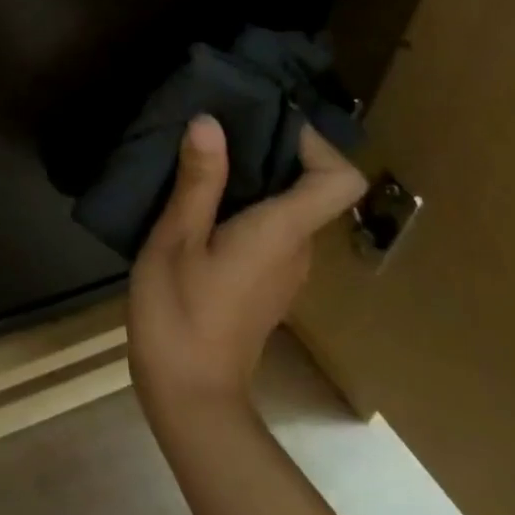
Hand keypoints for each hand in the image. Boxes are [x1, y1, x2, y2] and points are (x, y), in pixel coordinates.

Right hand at [127, 116, 365, 432]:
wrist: (189, 393)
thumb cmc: (180, 311)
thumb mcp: (176, 239)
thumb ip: (198, 181)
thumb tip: (210, 122)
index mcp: (281, 233)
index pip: (338, 180)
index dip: (315, 144)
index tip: (264, 123)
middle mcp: (296, 249)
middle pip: (310, 188)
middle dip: (269, 150)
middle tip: (215, 129)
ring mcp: (282, 269)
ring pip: (285, 208)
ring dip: (251, 178)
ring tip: (198, 159)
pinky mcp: (264, 282)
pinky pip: (267, 229)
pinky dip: (242, 205)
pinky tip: (196, 204)